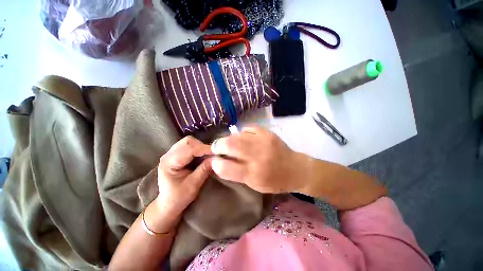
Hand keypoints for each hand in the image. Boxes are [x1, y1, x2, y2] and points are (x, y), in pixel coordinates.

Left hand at [147, 136, 212, 232]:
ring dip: (200, 146)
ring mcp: (171, 153)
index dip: (204, 149)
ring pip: (189, 141)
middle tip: (212, 154)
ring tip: (208, 154)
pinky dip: (198, 148)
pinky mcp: (176, 154)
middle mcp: (168, 155)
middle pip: (188, 141)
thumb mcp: (193, 186)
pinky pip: (189, 145)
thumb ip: (204, 170)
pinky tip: (202, 155)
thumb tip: (216, 159)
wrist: (168, 203)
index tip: (217, 151)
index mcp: (169, 163)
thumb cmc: (178, 198)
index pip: (189, 150)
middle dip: (202, 146)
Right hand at [211, 127, 309, 193]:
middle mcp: (257, 157)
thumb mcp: (254, 184)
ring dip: (229, 139)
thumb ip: (236, 173)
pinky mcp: (268, 133)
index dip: (216, 163)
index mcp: (253, 174)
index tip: (215, 161)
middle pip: (229, 145)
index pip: (225, 167)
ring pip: (236, 135)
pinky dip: (242, 134)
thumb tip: (219, 161)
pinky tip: (245, 139)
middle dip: (218, 145)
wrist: (296, 168)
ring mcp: (263, 141)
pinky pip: (247, 128)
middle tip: (217, 148)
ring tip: (231, 143)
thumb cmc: (274, 181)